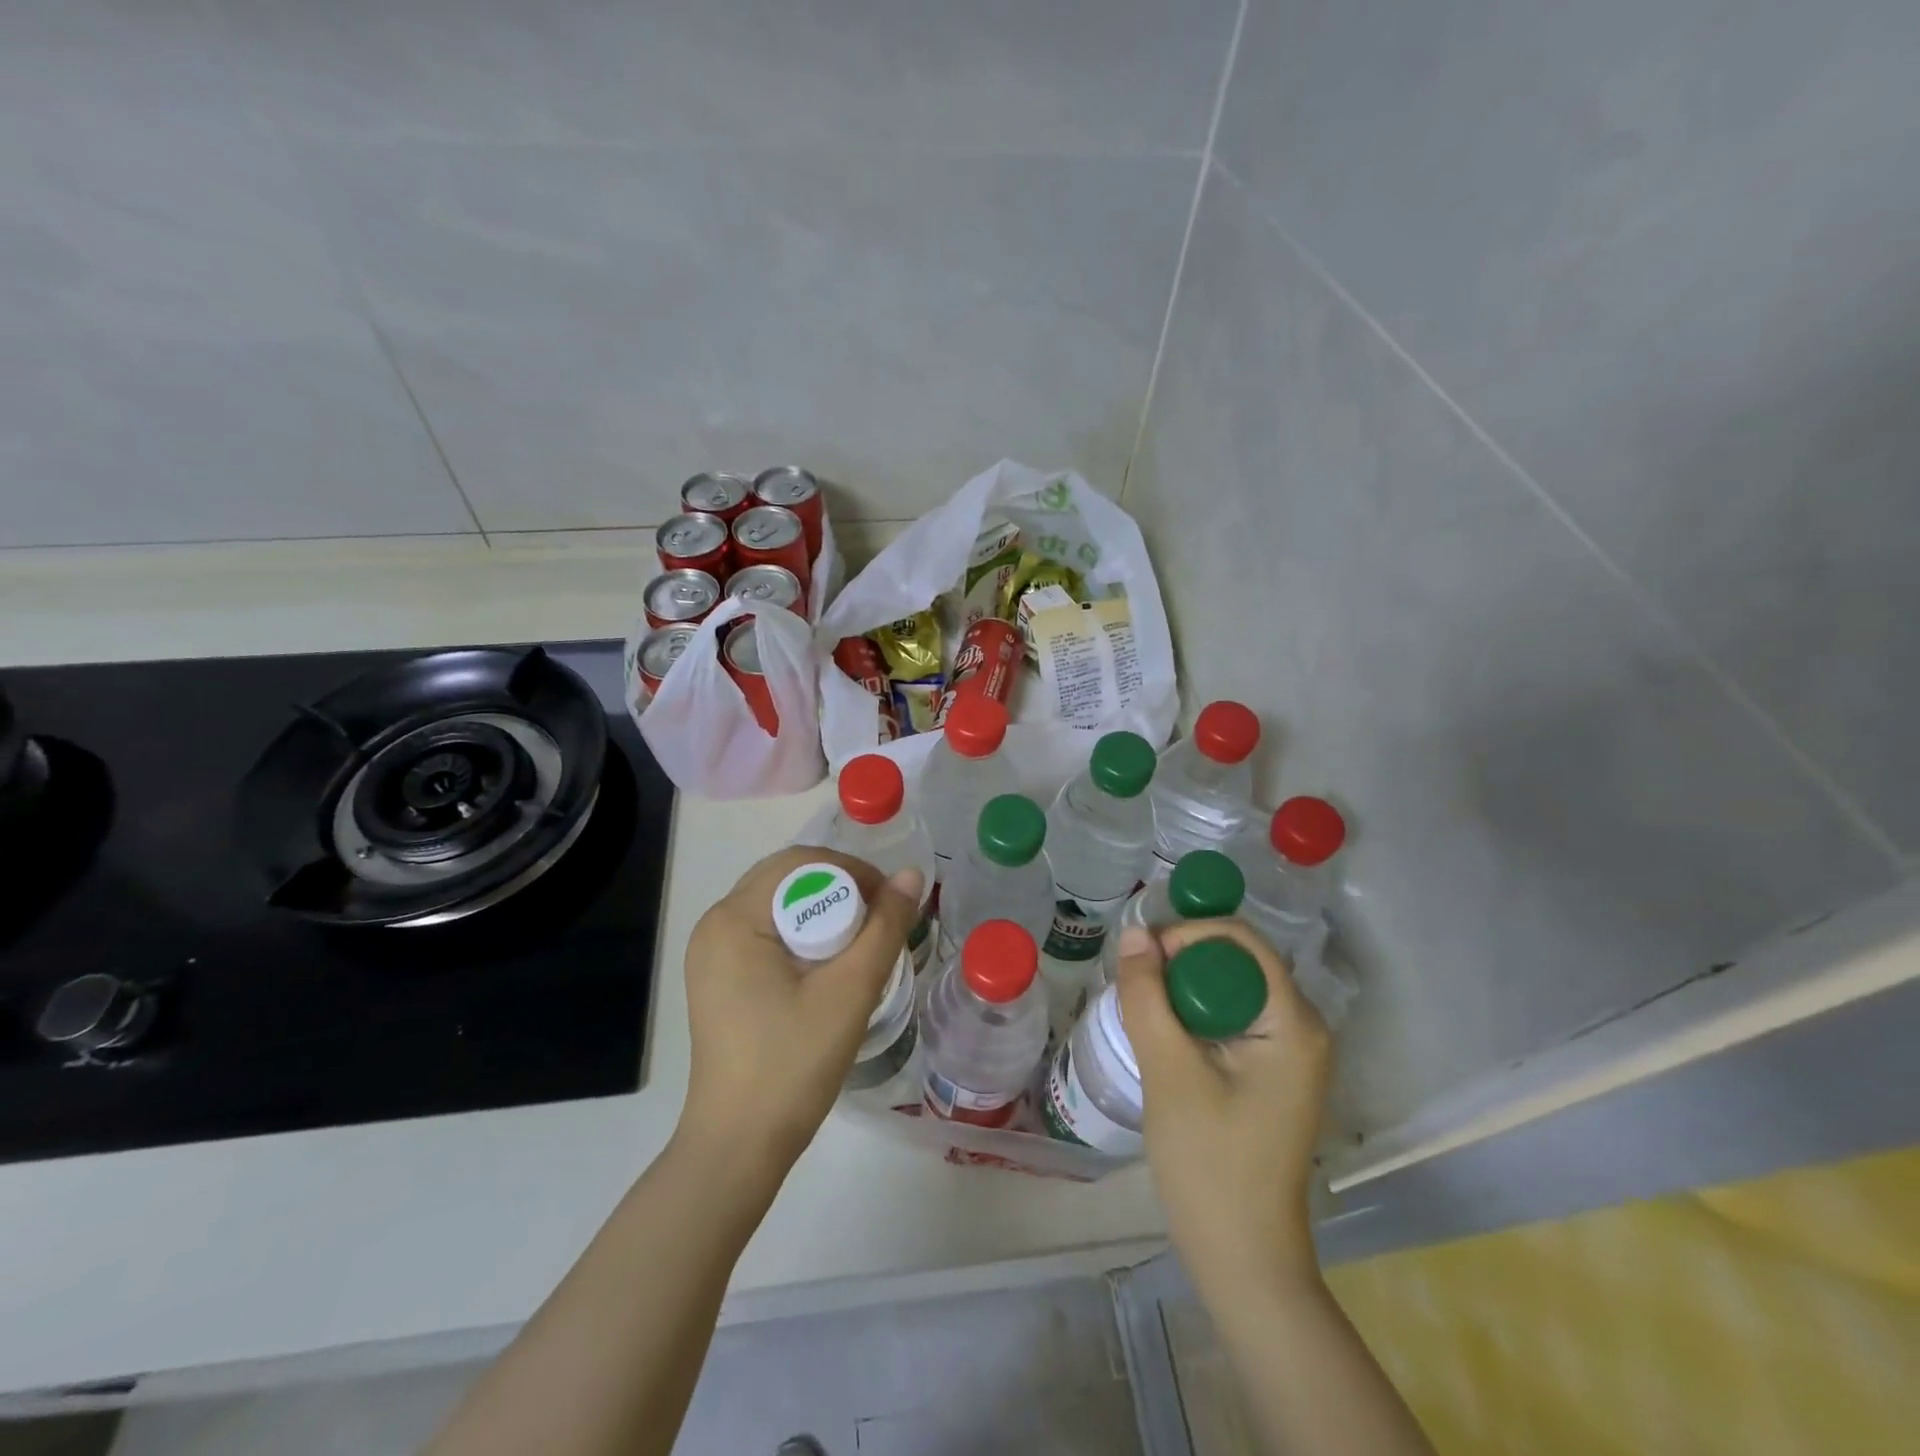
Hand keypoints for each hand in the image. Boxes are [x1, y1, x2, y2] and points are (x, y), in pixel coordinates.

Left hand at [678, 845, 923, 1173]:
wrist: (740, 1144)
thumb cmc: (794, 1062)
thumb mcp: (851, 990)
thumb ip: (885, 927)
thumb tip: (911, 875)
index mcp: (734, 918)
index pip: (801, 863)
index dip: (853, 872)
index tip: (890, 904)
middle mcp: (714, 924)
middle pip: (787, 878)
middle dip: (840, 889)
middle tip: (879, 923)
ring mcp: (711, 953)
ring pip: (779, 905)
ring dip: (824, 912)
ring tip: (860, 944)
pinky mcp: (718, 977)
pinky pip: (766, 932)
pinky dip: (803, 934)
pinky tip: (827, 966)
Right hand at [1115, 918, 1331, 1296]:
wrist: (1242, 1259)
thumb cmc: (1210, 1164)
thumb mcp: (1169, 1072)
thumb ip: (1148, 996)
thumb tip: (1133, 932)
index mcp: (1294, 1023)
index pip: (1240, 941)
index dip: (1187, 935)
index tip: (1141, 958)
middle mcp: (1303, 1028)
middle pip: (1235, 962)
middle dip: (1180, 962)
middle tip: (1133, 984)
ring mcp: (1290, 1052)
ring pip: (1228, 990)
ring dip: (1182, 990)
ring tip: (1140, 1007)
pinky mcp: (1273, 1073)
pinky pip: (1230, 1019)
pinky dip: (1193, 1016)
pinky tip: (1162, 1036)